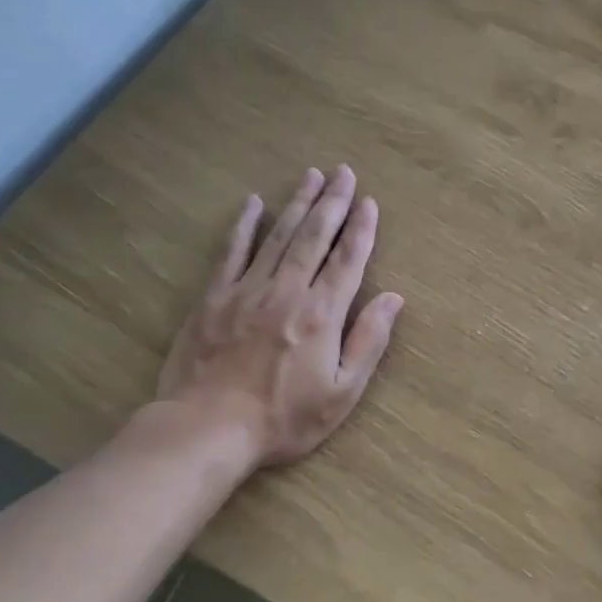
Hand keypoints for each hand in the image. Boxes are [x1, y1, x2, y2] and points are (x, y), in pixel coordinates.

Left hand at [154, 165, 402, 467]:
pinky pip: (231, 252)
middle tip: (343, 172)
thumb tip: (393, 298)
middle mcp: (287, 291)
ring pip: (278, 236)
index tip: (370, 202)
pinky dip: (243, 225)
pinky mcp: (214, 298)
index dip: (361, 229)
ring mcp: (247, 290)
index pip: (348, 260)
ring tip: (311, 176)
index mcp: (322, 314)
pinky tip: (253, 203)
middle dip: (332, 202)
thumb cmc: (284, 418)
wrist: (208, 428)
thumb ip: (368, 341)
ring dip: (297, 203)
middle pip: (314, 237)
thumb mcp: (342, 392)